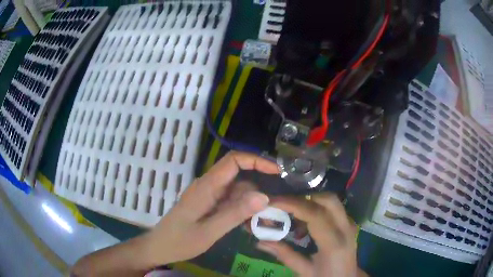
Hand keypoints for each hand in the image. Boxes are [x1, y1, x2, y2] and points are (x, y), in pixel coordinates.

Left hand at [143, 151, 278, 266]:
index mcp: (206, 186)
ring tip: (257, 225)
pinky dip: (241, 212)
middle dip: (257, 193)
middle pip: (239, 179)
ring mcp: (208, 195)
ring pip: (237, 192)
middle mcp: (208, 186)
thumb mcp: (209, 231)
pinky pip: (230, 202)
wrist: (160, 247)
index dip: (256, 160)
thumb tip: (264, 196)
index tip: (277, 171)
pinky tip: (245, 226)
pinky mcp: (208, 204)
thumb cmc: (180, 241)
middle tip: (270, 214)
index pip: (233, 161)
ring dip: (249, 206)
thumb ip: (235, 214)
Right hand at [256, 194, 366, 276]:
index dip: (293, 204)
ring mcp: (350, 224)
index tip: (272, 201)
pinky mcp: (349, 224)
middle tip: (282, 207)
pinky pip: (332, 208)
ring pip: (331, 201)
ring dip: (310, 203)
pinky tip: (305, 226)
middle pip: (327, 200)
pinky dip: (316, 209)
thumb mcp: (305, 271)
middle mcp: (346, 229)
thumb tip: (260, 242)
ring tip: (292, 219)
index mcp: (334, 243)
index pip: (315, 214)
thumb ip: (285, 255)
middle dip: (303, 198)